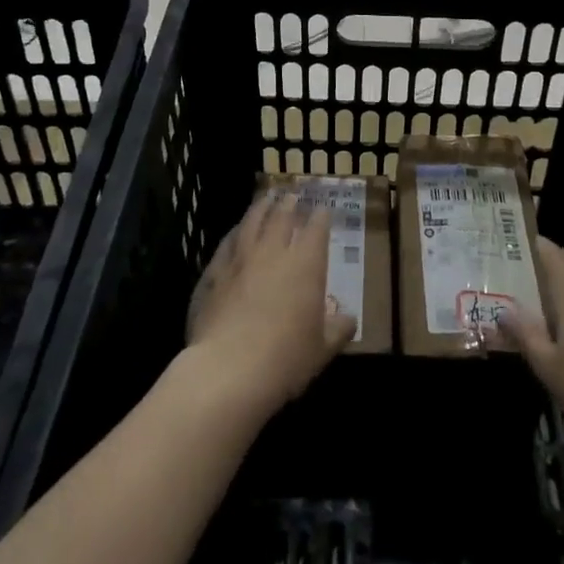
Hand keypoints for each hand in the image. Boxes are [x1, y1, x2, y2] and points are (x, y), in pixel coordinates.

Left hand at [185, 195, 355, 419]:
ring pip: (252, 221)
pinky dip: (235, 232)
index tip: (324, 209)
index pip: (317, 229)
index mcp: (305, 264)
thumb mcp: (322, 349)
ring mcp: (241, 258)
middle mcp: (273, 251)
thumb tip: (349, 318)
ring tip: (266, 197)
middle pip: (282, 216)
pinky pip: (227, 242)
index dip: (321, 216)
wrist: (228, 369)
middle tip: (293, 194)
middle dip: (290, 203)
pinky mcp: (214, 272)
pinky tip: (235, 231)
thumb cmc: (285, 358)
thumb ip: (338, 329)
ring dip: (261, 206)